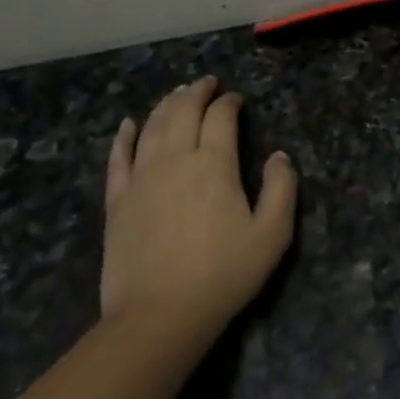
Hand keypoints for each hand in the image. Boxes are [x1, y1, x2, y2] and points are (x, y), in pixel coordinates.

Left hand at [100, 77, 296, 338]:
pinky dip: (124, 135)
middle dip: (196, 91)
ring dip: (166, 104)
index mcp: (214, 164)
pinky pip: (119, 156)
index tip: (236, 100)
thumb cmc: (223, 275)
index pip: (221, 117)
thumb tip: (280, 155)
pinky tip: (128, 123)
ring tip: (177, 93)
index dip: (229, 102)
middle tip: (206, 83)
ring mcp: (141, 177)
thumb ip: (282, 189)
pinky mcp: (117, 199)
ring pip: (152, 125)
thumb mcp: (272, 236)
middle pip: (183, 110)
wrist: (159, 315)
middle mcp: (175, 159)